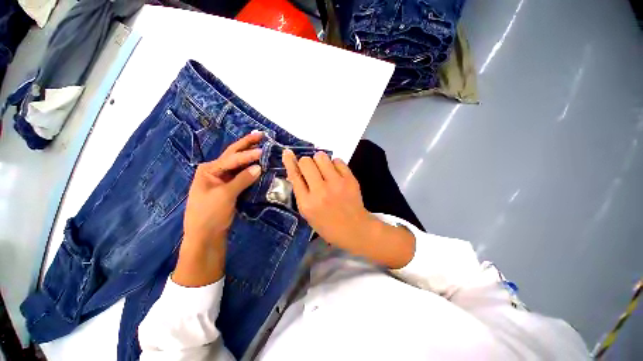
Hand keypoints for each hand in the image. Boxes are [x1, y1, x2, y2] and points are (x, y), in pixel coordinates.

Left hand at [173, 132, 262, 286]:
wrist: (205, 235)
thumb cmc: (209, 213)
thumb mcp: (224, 195)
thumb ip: (241, 180)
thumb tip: (258, 167)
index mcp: (209, 170)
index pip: (232, 159)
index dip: (248, 155)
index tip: (263, 151)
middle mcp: (216, 171)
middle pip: (233, 154)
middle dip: (246, 144)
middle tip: (260, 134)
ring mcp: (223, 179)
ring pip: (239, 164)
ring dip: (249, 155)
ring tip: (261, 145)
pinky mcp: (230, 187)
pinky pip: (242, 175)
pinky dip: (251, 168)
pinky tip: (258, 163)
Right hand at [282, 149, 414, 268]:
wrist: (355, 229)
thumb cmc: (328, 225)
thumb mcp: (308, 214)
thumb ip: (301, 193)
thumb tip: (296, 170)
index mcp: (307, 203)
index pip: (294, 175)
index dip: (290, 162)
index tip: (287, 152)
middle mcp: (320, 191)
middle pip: (307, 162)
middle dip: (306, 162)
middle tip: (311, 169)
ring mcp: (336, 184)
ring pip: (321, 157)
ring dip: (319, 160)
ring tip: (323, 169)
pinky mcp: (350, 179)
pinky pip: (337, 160)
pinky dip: (334, 164)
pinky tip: (336, 173)